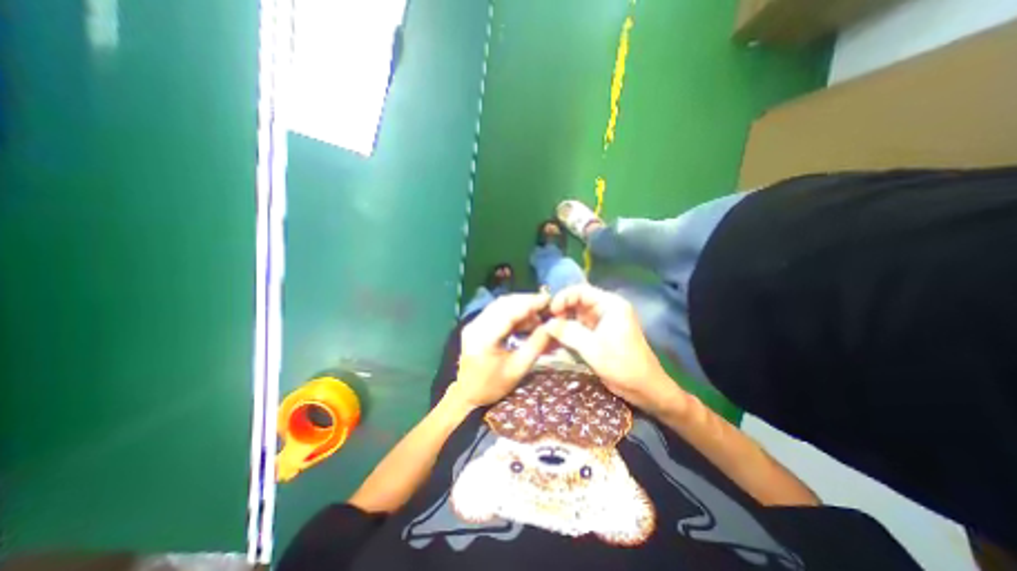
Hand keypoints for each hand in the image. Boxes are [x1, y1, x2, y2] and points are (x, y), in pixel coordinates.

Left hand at [448, 295, 553, 409]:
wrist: (467, 395)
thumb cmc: (493, 386)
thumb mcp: (518, 369)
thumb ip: (536, 345)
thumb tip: (553, 326)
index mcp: (484, 338)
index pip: (509, 312)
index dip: (530, 303)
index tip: (548, 300)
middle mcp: (476, 325)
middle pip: (503, 304)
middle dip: (526, 302)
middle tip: (545, 307)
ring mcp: (473, 324)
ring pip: (499, 305)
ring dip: (520, 306)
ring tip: (538, 316)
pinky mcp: (475, 325)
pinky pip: (496, 312)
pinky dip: (512, 312)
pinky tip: (525, 320)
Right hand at [540, 286, 681, 414]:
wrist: (645, 389)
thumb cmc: (622, 365)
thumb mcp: (592, 348)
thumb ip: (568, 332)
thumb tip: (546, 323)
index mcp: (610, 304)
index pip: (581, 290)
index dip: (563, 298)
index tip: (550, 312)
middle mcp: (606, 308)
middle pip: (578, 301)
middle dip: (562, 310)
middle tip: (547, 323)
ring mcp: (603, 321)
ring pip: (577, 315)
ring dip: (563, 321)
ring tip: (549, 330)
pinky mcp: (600, 333)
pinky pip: (580, 326)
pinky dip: (569, 331)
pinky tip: (557, 338)